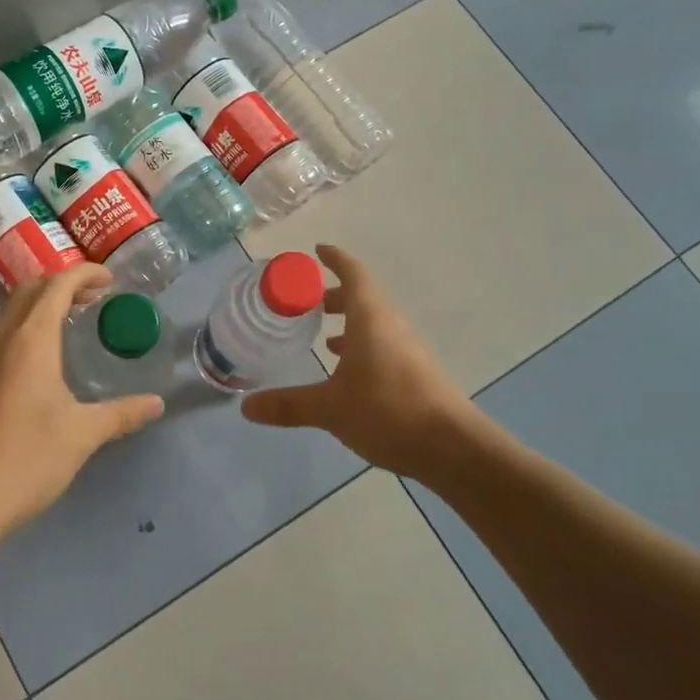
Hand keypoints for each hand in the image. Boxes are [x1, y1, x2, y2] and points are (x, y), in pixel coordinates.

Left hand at [0, 264, 163, 544]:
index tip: (111, 279)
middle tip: (96, 296)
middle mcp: (3, 340)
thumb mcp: (83, 434)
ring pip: (13, 310)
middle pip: (30, 290)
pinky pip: (4, 333)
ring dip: (43, 302)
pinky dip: (29, 324)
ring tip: (75, 317)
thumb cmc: (29, 459)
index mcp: (31, 341)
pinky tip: (47, 354)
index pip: (56, 286)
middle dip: (63, 283)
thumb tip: (157, 403)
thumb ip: (122, 413)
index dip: (84, 274)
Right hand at [241, 244, 482, 479]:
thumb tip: (245, 407)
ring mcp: (408, 350)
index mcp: (371, 319)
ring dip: (349, 323)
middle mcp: (391, 326)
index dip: (335, 260)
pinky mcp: (417, 374)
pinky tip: (348, 373)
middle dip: (334, 296)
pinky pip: (384, 346)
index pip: (353, 274)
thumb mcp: (330, 408)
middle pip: (363, 298)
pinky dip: (362, 347)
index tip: (317, 251)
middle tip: (305, 303)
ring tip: (322, 338)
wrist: (454, 449)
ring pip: (375, 324)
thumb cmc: (388, 411)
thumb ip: (288, 405)